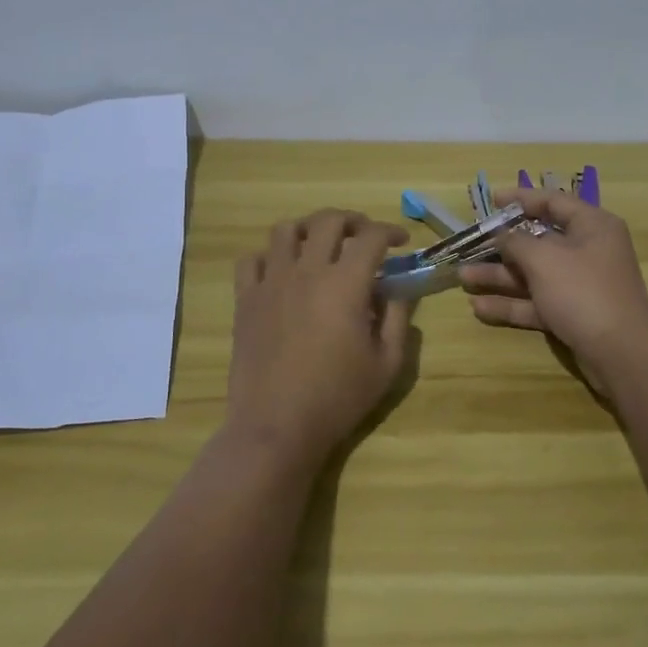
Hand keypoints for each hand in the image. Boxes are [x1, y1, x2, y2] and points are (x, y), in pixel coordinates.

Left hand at [225, 209, 411, 465]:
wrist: (276, 426)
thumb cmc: (338, 398)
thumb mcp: (386, 364)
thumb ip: (397, 319)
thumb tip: (398, 291)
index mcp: (345, 284)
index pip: (371, 237)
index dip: (390, 231)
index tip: (401, 242)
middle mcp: (307, 271)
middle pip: (328, 220)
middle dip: (353, 220)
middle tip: (365, 236)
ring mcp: (271, 282)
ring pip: (286, 230)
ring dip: (309, 230)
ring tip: (321, 245)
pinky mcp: (246, 299)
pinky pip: (252, 259)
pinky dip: (270, 255)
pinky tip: (282, 271)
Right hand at [460, 187, 647, 393]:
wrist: (621, 354)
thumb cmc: (583, 292)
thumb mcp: (544, 259)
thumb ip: (517, 242)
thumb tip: (502, 234)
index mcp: (592, 226)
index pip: (553, 202)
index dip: (521, 198)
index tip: (492, 200)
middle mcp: (588, 251)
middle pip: (539, 241)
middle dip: (501, 246)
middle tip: (469, 245)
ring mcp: (580, 285)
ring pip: (534, 274)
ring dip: (499, 276)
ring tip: (462, 278)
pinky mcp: (573, 314)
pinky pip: (537, 302)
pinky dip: (511, 304)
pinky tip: (479, 308)